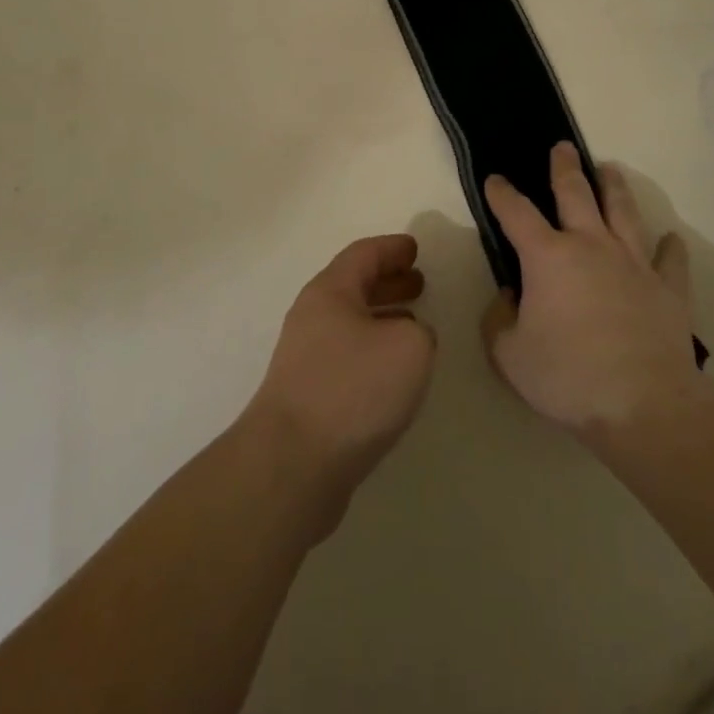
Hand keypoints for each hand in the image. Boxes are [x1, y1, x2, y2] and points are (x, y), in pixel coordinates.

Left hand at [240, 235, 436, 529]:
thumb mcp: (409, 347)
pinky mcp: (306, 396)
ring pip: (350, 324)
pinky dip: (372, 352)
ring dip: (382, 318)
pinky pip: (346, 357)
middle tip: (420, 283)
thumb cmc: (353, 390)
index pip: (364, 254)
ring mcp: (304, 358)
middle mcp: (312, 317)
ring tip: (415, 326)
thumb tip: (410, 337)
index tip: (416, 249)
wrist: (292, 465)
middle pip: (353, 287)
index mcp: (330, 292)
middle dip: (388, 282)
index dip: (392, 248)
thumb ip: (421, 332)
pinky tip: (393, 375)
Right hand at [481, 143, 704, 433]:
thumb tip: (509, 298)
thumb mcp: (509, 354)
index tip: (495, 180)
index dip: (502, 194)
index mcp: (548, 256)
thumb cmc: (568, 377)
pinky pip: (670, 260)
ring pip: (623, 212)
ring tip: (610, 169)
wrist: (644, 404)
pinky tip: (671, 239)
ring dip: (615, 188)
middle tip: (563, 147)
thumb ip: (498, 320)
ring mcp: (634, 263)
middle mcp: (591, 246)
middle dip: (565, 167)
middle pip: (576, 194)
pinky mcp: (668, 288)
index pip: (517, 213)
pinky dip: (670, 248)